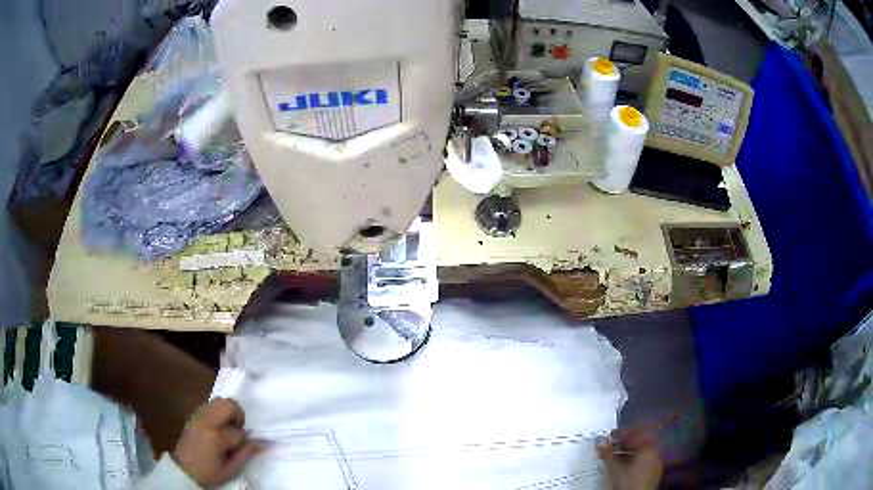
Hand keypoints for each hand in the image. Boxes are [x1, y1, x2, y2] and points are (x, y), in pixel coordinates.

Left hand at [173, 398, 264, 487]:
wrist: (183, 470)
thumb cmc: (208, 473)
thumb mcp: (230, 470)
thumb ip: (246, 454)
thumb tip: (263, 442)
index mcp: (215, 436)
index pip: (239, 431)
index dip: (244, 440)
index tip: (241, 448)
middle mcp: (206, 420)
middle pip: (227, 404)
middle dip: (238, 415)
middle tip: (238, 431)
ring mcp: (198, 415)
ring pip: (219, 401)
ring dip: (228, 412)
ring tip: (228, 429)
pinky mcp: (194, 415)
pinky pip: (210, 405)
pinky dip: (219, 412)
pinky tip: (218, 428)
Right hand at [597, 430, 662, 489]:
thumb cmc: (627, 483)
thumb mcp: (614, 468)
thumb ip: (607, 454)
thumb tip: (600, 444)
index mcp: (649, 449)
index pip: (637, 434)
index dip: (623, 434)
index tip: (612, 436)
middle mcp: (655, 455)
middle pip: (641, 443)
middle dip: (625, 443)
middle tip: (613, 445)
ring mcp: (655, 466)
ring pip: (642, 453)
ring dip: (629, 453)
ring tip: (615, 457)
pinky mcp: (653, 475)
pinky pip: (644, 462)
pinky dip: (633, 461)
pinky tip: (623, 467)